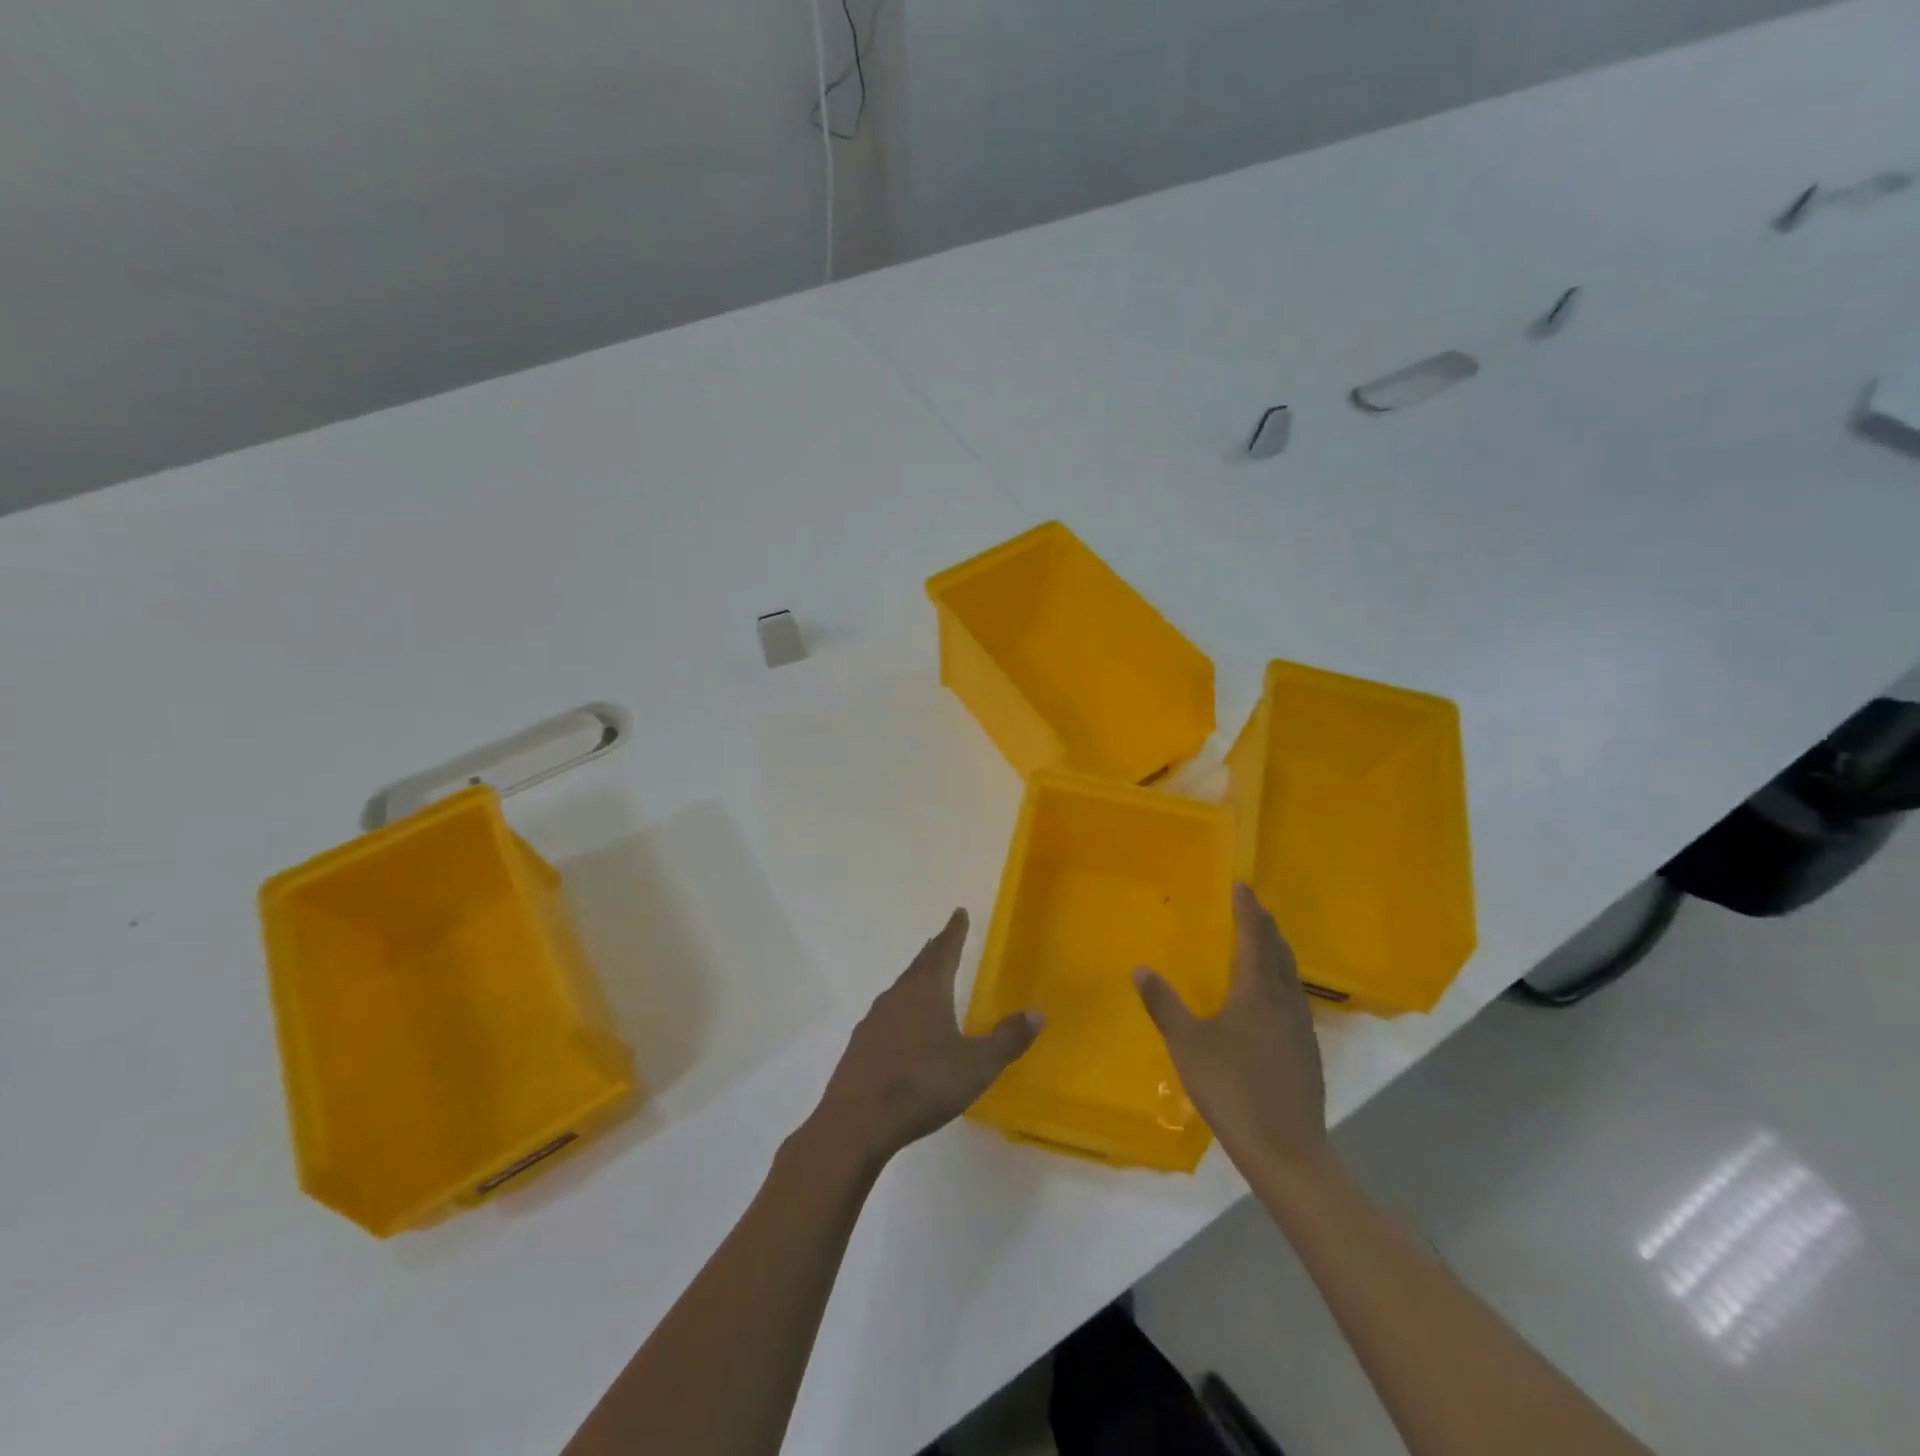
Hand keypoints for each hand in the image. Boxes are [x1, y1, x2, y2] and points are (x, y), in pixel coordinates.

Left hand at [811, 908, 1041, 1166]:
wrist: (857, 1121)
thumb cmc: (922, 1085)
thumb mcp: (976, 1066)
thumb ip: (1007, 1039)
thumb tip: (1036, 1013)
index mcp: (927, 991)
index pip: (945, 951)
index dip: (955, 931)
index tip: (959, 912)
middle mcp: (898, 995)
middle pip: (920, 965)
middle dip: (935, 951)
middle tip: (944, 938)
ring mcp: (874, 1019)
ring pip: (901, 988)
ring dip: (916, 978)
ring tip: (926, 979)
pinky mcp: (860, 1044)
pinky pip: (887, 1014)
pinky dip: (901, 1009)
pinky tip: (902, 1027)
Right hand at [1134, 884, 1329, 1179]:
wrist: (1286, 1149)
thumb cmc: (1232, 1088)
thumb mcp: (1187, 1045)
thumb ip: (1164, 1005)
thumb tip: (1141, 969)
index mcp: (1257, 991)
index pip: (1254, 937)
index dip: (1248, 910)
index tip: (1242, 886)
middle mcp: (1284, 1000)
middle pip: (1279, 951)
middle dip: (1265, 926)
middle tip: (1252, 907)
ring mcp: (1301, 1027)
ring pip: (1291, 975)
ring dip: (1276, 951)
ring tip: (1263, 942)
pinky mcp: (1307, 1050)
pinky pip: (1294, 997)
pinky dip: (1282, 979)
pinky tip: (1272, 997)